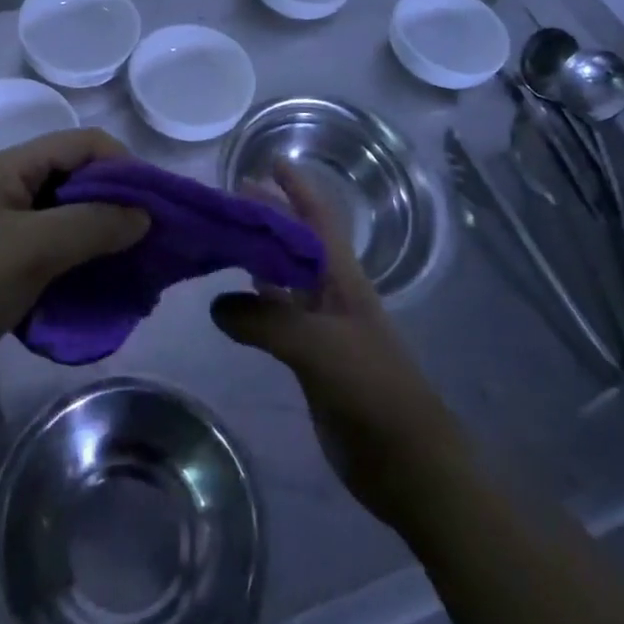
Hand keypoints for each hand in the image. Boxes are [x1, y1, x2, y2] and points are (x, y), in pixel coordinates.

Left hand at [0, 129, 149, 425]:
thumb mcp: (30, 249)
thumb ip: (92, 225)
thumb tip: (145, 214)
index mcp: (11, 169)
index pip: (83, 144)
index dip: (124, 167)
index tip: (155, 209)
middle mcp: (10, 191)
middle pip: (79, 182)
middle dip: (119, 207)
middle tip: (152, 247)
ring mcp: (3, 233)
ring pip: (68, 223)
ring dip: (102, 242)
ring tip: (134, 273)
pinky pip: (53, 258)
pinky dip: (80, 269)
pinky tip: (100, 295)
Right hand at [211, 162, 466, 526]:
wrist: (406, 461)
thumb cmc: (371, 389)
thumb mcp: (318, 347)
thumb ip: (266, 320)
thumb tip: (217, 304)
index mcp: (343, 277)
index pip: (318, 217)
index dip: (298, 187)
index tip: (269, 162)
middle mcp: (331, 292)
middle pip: (296, 241)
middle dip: (269, 215)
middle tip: (227, 199)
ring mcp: (321, 325)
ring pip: (284, 277)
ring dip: (257, 255)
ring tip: (221, 237)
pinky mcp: (310, 357)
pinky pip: (276, 315)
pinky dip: (253, 300)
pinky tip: (229, 299)